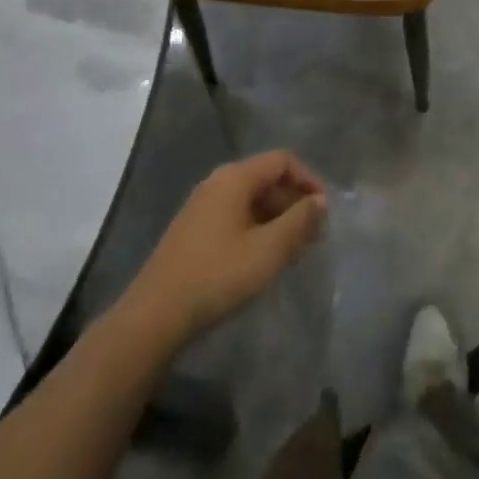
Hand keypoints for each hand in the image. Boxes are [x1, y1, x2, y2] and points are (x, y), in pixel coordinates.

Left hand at [132, 152, 328, 340]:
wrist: (153, 317)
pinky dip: (257, 229)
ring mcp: (202, 206)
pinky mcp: (193, 231)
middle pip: (266, 179)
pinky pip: (235, 217)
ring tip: (294, 250)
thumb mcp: (268, 250)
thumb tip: (320, 201)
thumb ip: (299, 221)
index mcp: (235, 177)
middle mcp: (217, 182)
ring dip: (277, 219)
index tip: (325, 210)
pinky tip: (263, 259)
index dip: (309, 180)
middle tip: (314, 235)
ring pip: (251, 200)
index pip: (282, 161)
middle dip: (294, 203)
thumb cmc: (216, 276)